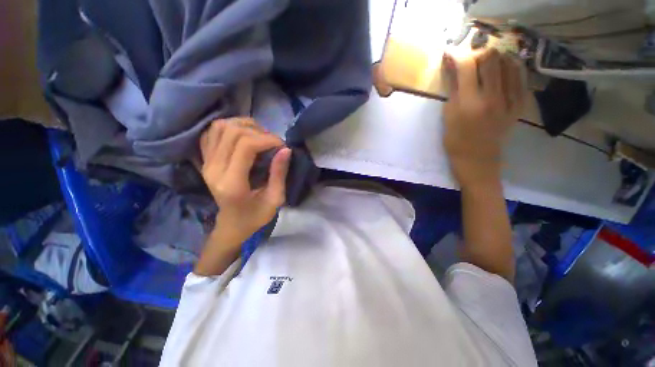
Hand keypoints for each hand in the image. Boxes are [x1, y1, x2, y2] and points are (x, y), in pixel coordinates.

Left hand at [200, 118, 290, 245]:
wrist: (232, 224)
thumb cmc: (256, 216)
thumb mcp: (275, 199)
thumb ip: (279, 174)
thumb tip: (286, 149)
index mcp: (232, 183)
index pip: (246, 146)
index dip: (267, 139)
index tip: (282, 145)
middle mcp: (214, 169)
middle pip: (232, 132)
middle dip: (258, 132)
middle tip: (273, 142)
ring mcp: (206, 163)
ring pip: (220, 127)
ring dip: (243, 126)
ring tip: (259, 136)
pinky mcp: (204, 160)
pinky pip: (211, 132)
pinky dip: (228, 127)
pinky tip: (243, 135)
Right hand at [442, 48, 524, 188]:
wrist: (478, 160)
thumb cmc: (455, 141)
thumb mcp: (448, 117)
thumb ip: (452, 90)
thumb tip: (453, 67)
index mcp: (469, 103)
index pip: (466, 66)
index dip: (457, 54)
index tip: (450, 53)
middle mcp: (492, 97)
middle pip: (491, 57)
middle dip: (478, 52)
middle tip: (471, 61)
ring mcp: (510, 100)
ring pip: (509, 62)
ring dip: (496, 58)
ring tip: (487, 66)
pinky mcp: (520, 105)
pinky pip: (521, 77)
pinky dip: (511, 69)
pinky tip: (503, 72)